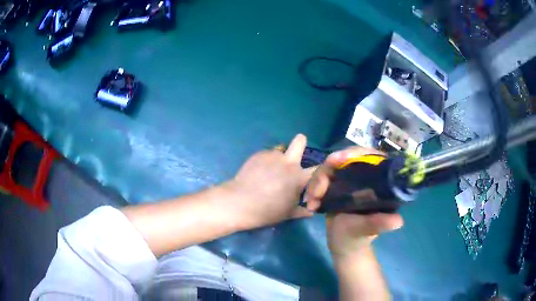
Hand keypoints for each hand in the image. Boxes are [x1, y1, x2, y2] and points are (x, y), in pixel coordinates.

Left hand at [225, 134, 314, 229]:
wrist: (241, 202)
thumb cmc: (268, 210)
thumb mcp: (288, 213)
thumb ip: (301, 211)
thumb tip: (310, 212)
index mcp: (299, 177)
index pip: (318, 169)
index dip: (320, 170)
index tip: (316, 173)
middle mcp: (288, 162)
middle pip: (300, 142)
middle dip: (301, 142)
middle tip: (295, 151)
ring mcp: (272, 156)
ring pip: (279, 151)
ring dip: (278, 159)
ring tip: (268, 171)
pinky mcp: (258, 154)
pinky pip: (266, 155)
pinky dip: (265, 162)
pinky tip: (257, 172)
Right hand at [304, 147, 402, 260]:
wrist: (343, 246)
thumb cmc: (358, 238)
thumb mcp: (367, 230)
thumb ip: (379, 223)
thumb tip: (398, 221)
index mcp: (379, 181)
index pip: (370, 156)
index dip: (354, 153)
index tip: (337, 160)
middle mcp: (365, 176)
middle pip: (345, 159)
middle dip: (327, 171)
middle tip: (317, 191)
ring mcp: (349, 180)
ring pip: (330, 168)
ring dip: (317, 182)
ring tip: (311, 203)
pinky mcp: (336, 186)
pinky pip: (322, 178)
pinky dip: (313, 188)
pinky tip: (310, 204)